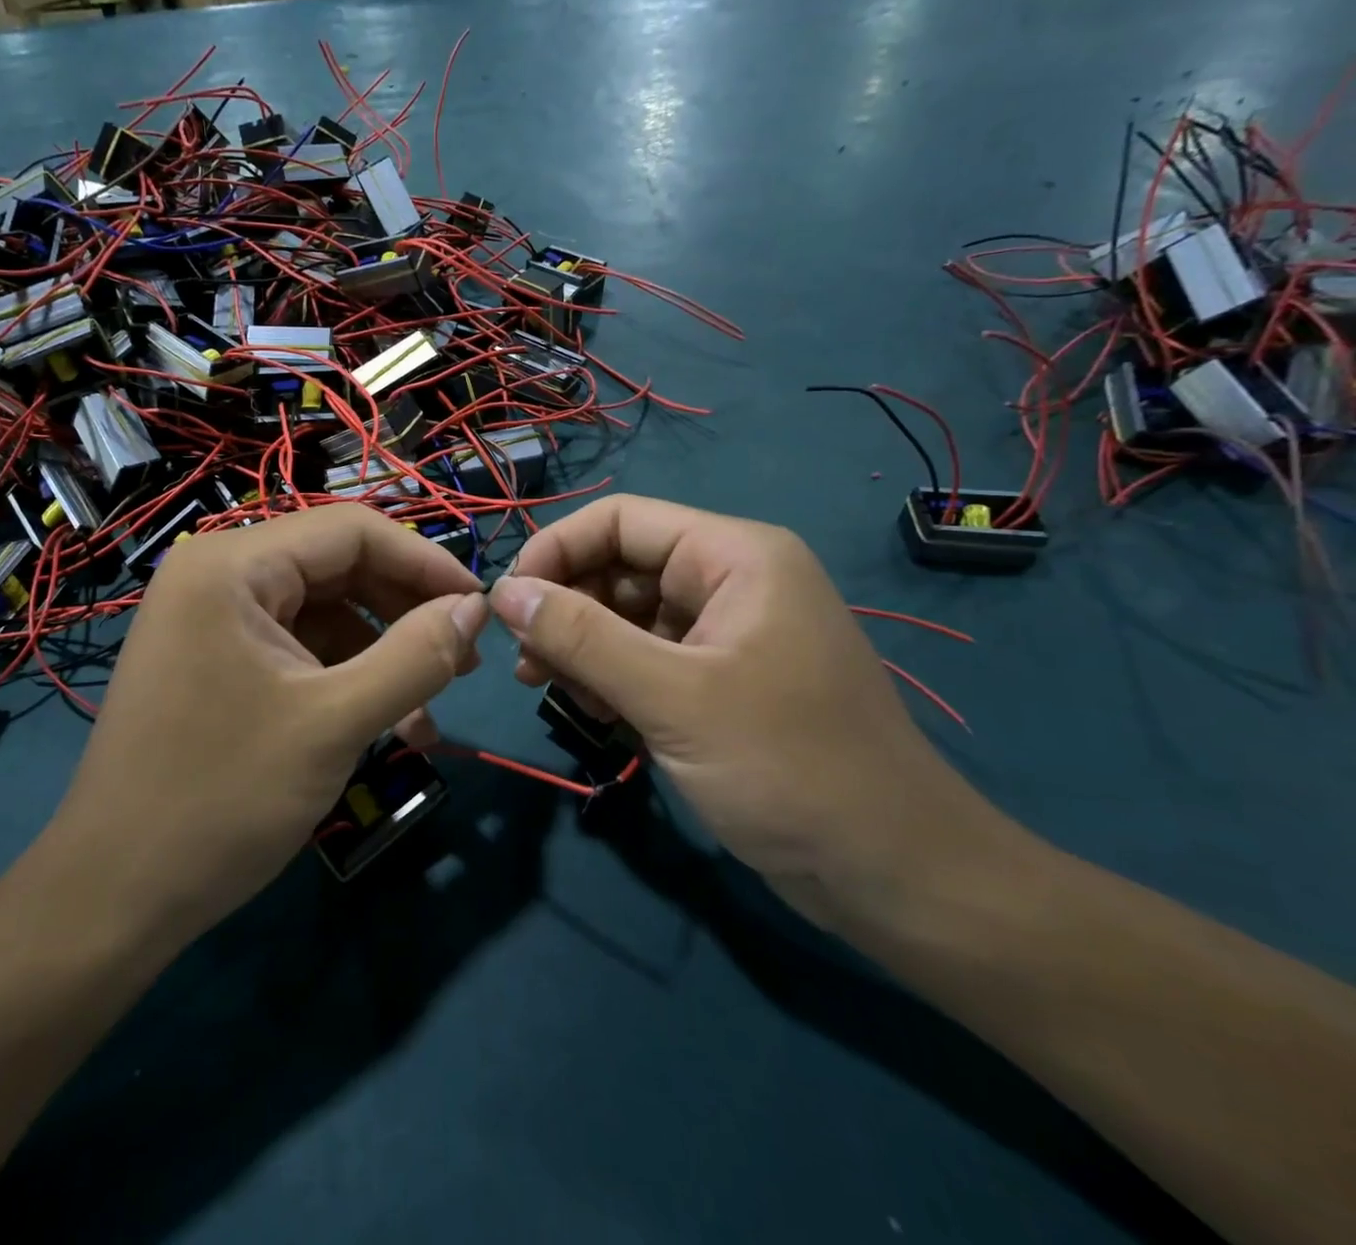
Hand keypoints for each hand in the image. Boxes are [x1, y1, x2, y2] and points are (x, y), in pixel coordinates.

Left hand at [38, 505, 487, 945]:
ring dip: (381, 655)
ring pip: (322, 612)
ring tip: (426, 714)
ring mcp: (211, 618)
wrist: (113, 898)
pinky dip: (344, 678)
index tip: (482, 608)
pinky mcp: (214, 659)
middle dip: (404, 613)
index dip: (425, 563)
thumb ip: (417, 655)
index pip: (352, 531)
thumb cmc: (222, 800)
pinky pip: (296, 648)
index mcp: (232, 566)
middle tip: (463, 663)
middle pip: (337, 567)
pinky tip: (383, 725)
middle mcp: (217, 574)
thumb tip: (477, 607)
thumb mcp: (335, 724)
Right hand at [487, 496, 1017, 933]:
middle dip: (565, 608)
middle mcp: (729, 581)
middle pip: (619, 567)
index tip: (507, 603)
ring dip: (581, 648)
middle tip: (526, 664)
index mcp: (733, 556)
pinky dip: (610, 679)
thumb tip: (503, 592)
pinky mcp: (720, 682)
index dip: (556, 550)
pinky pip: (645, 659)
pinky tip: (594, 714)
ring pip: (626, 616)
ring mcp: (725, 634)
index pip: (620, 520)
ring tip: (552, 691)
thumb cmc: (789, 768)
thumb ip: (581, 637)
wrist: (893, 877)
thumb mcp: (672, 696)